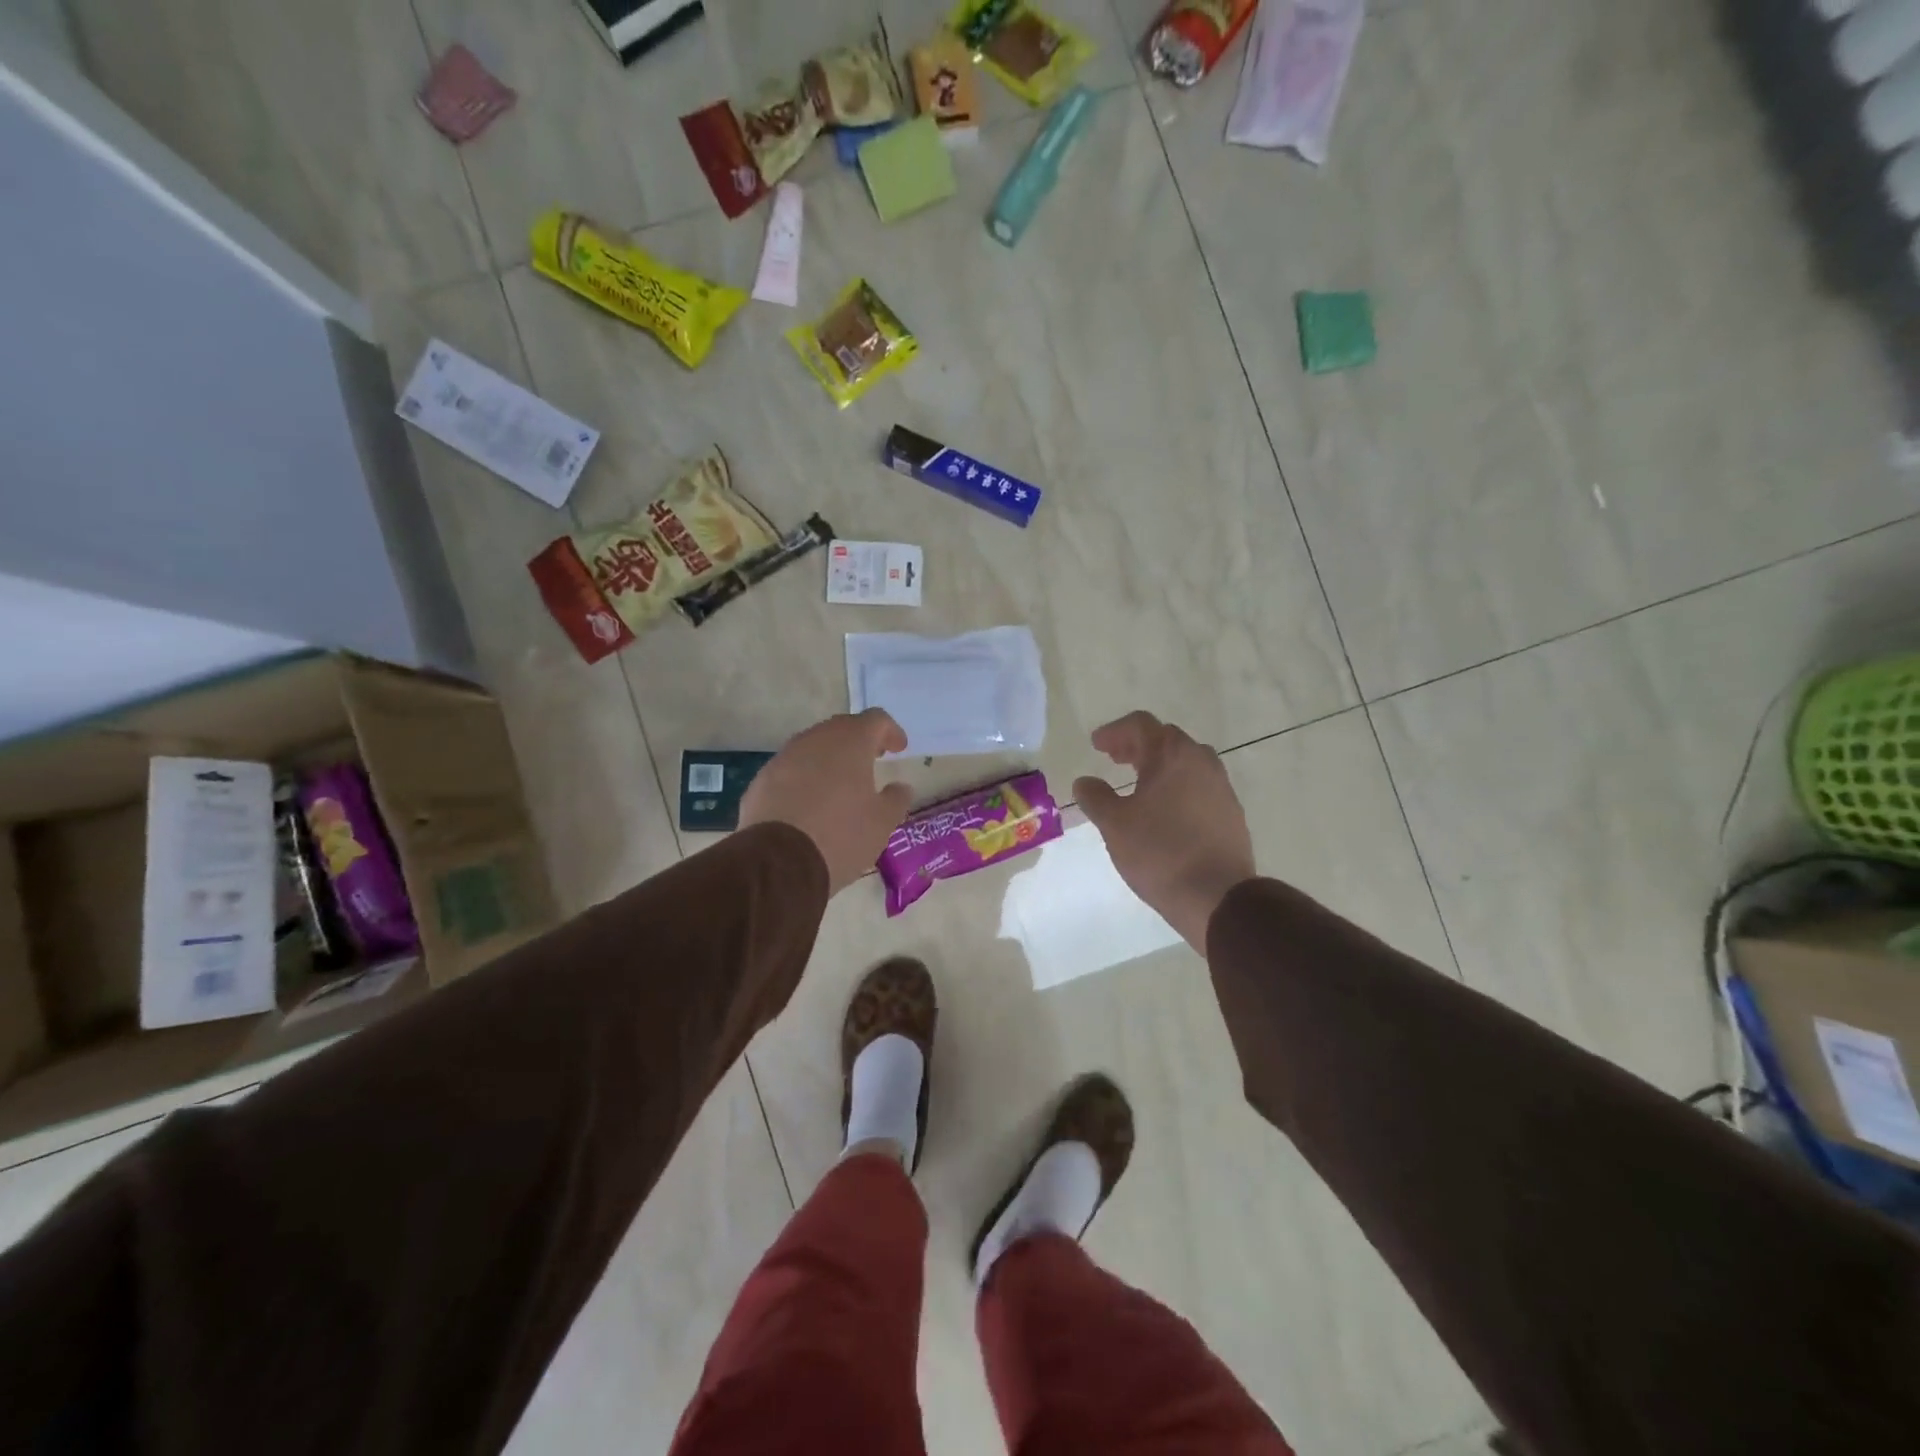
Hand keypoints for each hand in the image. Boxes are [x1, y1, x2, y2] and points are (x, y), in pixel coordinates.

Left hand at [740, 709, 912, 895]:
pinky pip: (790, 770)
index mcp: (850, 742)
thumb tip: (900, 787)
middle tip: (871, 760)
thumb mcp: (882, 822)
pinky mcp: (761, 780)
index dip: (890, 731)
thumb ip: (896, 799)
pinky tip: (809, 804)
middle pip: (842, 729)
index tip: (898, 749)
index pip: (876, 719)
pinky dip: (805, 779)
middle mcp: (815, 740)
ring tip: (840, 785)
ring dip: (830, 760)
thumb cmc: (841, 835)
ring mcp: (784, 758)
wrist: (777, 862)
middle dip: (859, 741)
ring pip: (813, 748)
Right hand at [1073, 712, 1255, 951]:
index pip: (1141, 725)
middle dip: (1137, 745)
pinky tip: (1164, 810)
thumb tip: (1085, 782)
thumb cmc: (1159, 852)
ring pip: (1186, 762)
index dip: (1114, 731)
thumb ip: (1096, 797)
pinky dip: (1177, 786)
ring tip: (1138, 783)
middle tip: (1114, 758)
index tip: (1096, 744)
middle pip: (1166, 739)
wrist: (1217, 896)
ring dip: (1159, 765)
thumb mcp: (1114, 824)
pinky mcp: (1231, 812)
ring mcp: (1221, 786)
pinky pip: (1199, 785)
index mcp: (1172, 755)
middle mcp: (1201, 761)